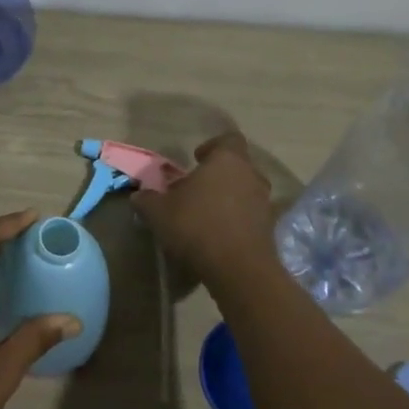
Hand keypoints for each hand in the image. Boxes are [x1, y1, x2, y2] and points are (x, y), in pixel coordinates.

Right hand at [132, 131, 276, 286]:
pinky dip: (238, 220)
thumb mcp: (159, 212)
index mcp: (227, 160)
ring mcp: (264, 202)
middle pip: (237, 166)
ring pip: (245, 190)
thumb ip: (147, 200)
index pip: (227, 140)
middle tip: (196, 189)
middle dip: (218, 175)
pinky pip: (251, 215)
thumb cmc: (196, 226)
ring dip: (229, 198)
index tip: (196, 159)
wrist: (238, 268)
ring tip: (206, 214)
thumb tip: (138, 196)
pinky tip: (219, 235)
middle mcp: (251, 175)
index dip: (212, 147)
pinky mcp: (269, 228)